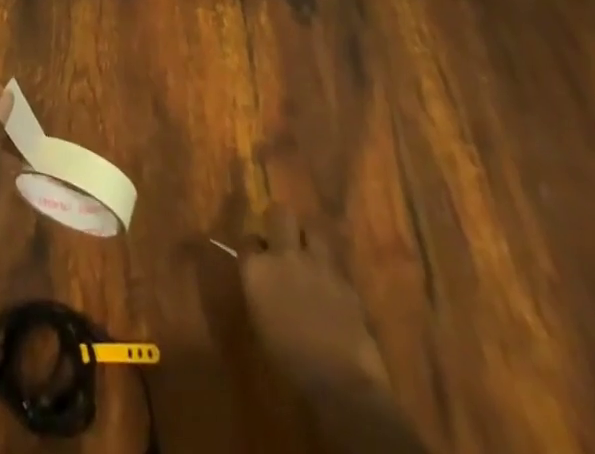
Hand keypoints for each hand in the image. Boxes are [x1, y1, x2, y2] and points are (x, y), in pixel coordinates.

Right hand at [237, 210, 428, 451]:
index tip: (258, 257)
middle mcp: (284, 255)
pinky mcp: (345, 278)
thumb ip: (260, 290)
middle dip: (281, 222)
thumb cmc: (288, 361)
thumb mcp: (261, 322)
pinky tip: (329, 283)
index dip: (255, 247)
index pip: (249, 239)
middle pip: (281, 213)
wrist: (339, 382)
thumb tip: (262, 278)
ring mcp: (317, 263)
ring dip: (308, 238)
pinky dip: (330, 267)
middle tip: (283, 240)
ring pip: (312, 228)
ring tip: (309, 254)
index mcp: (256, 268)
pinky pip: (334, 261)